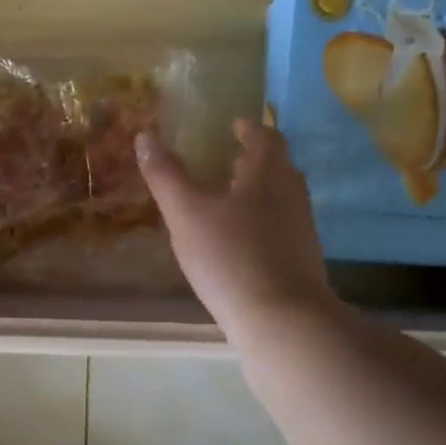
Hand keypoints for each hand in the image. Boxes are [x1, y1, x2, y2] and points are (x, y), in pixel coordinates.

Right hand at [138, 119, 337, 330]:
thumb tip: (145, 136)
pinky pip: (279, 227)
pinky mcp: (300, 259)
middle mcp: (292, 194)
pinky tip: (236, 242)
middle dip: (251, 160)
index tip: (232, 125)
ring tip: (224, 200)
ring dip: (255, 192)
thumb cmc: (230, 256)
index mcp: (269, 173)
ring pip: (278, 198)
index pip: (265, 137)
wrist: (281, 319)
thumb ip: (165, 175)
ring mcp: (301, 229)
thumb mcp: (187, 214)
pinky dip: (259, 222)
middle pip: (276, 166)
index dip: (249, 128)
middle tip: (223, 160)